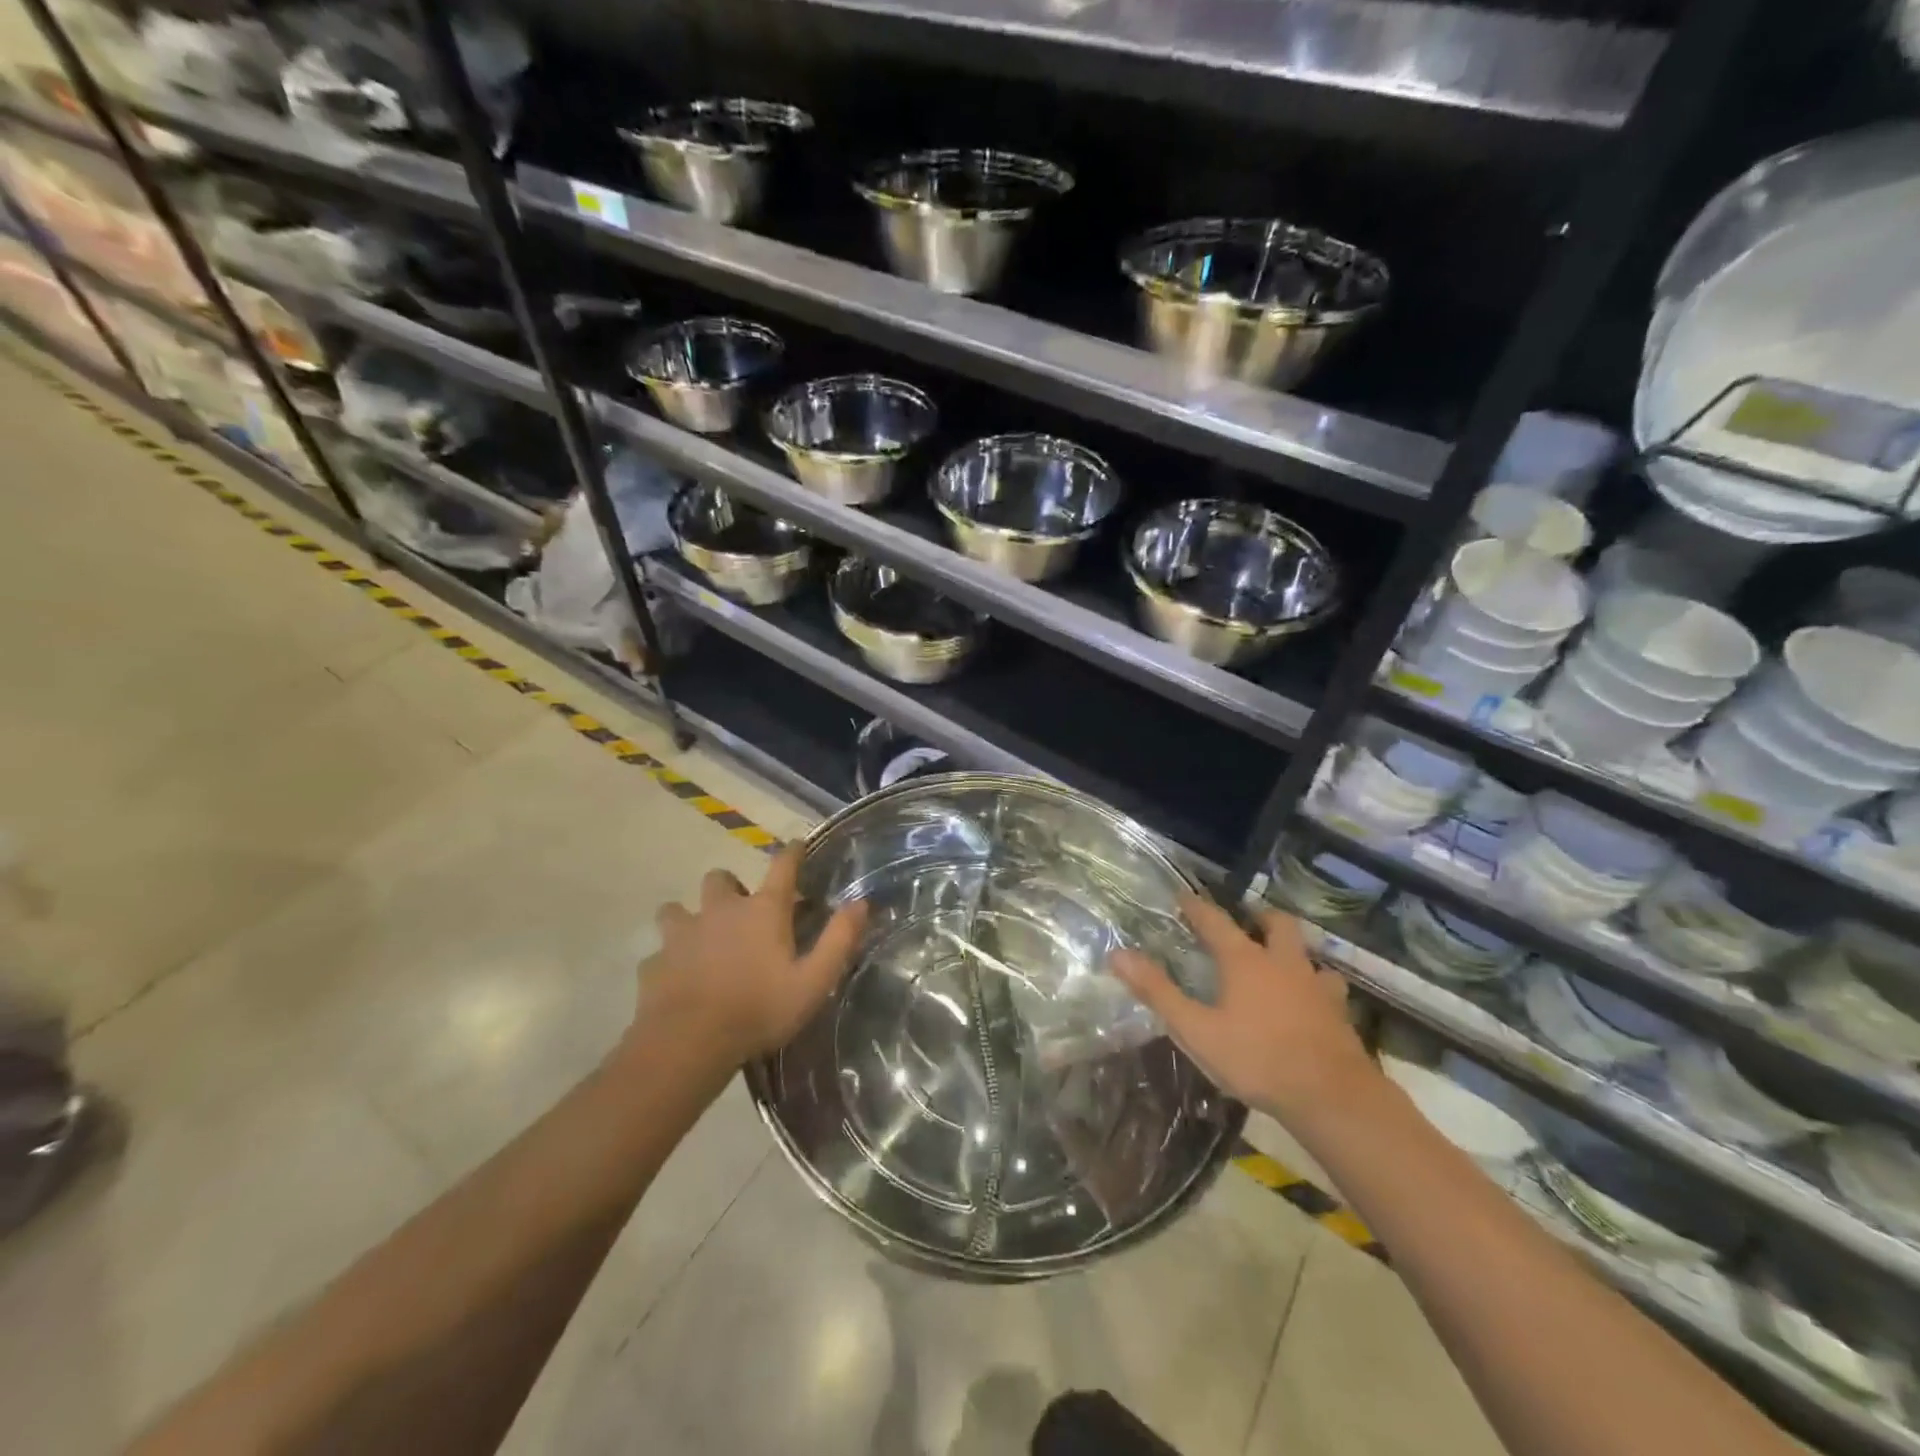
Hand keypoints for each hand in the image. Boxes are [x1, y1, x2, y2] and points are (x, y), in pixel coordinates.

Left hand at [635, 846, 868, 1066]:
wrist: (688, 1042)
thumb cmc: (759, 1009)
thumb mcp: (814, 980)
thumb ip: (839, 939)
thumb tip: (861, 902)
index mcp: (763, 911)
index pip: (782, 866)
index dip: (791, 851)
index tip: (796, 844)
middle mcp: (720, 910)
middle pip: (720, 878)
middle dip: (729, 888)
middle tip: (740, 911)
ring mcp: (682, 934)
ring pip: (677, 908)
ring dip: (689, 917)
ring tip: (700, 939)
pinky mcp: (655, 961)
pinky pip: (660, 952)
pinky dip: (669, 959)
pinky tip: (677, 979)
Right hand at [1111, 897, 1377, 1122]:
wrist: (1332, 1098)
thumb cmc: (1257, 1059)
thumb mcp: (1196, 1029)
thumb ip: (1158, 991)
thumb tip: (1118, 954)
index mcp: (1245, 961)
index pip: (1215, 921)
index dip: (1196, 907)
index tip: (1183, 895)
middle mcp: (1283, 963)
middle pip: (1277, 924)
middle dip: (1260, 916)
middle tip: (1247, 919)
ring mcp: (1316, 987)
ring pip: (1308, 954)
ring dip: (1293, 951)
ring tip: (1280, 961)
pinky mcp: (1339, 1015)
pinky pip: (1328, 988)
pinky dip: (1315, 986)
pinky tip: (1310, 1002)